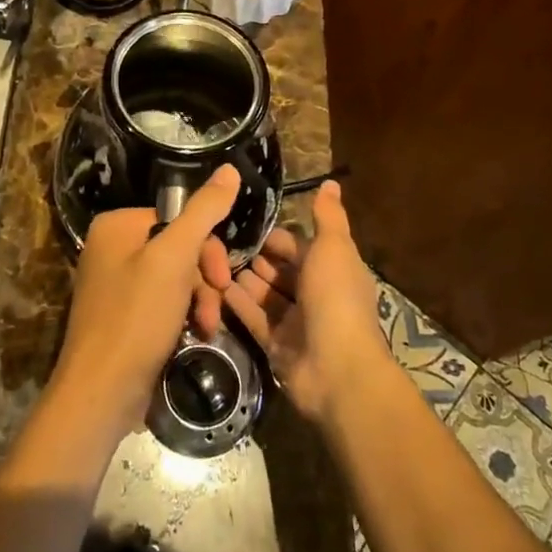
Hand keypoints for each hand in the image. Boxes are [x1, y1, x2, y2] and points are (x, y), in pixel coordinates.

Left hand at [46, 166, 239, 447]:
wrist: (101, 393)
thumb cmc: (136, 317)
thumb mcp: (174, 258)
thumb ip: (204, 212)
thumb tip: (230, 168)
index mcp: (117, 225)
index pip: (179, 218)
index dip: (207, 247)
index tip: (222, 277)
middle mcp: (112, 248)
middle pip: (179, 248)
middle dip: (204, 278)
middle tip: (217, 303)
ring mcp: (116, 284)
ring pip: (176, 278)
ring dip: (199, 300)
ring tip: (205, 326)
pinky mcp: (123, 317)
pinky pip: (164, 303)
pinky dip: (183, 316)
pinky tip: (194, 335)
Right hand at [220, 181, 390, 424]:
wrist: (337, 369)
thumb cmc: (336, 299)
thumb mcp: (333, 248)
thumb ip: (328, 216)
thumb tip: (331, 182)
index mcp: (333, 270)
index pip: (301, 247)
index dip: (277, 238)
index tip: (247, 226)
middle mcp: (316, 295)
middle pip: (282, 272)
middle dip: (258, 259)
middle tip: (222, 244)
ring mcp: (296, 323)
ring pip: (266, 296)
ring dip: (245, 280)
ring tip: (214, 263)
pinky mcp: (277, 346)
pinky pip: (254, 320)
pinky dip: (238, 305)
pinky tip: (216, 288)